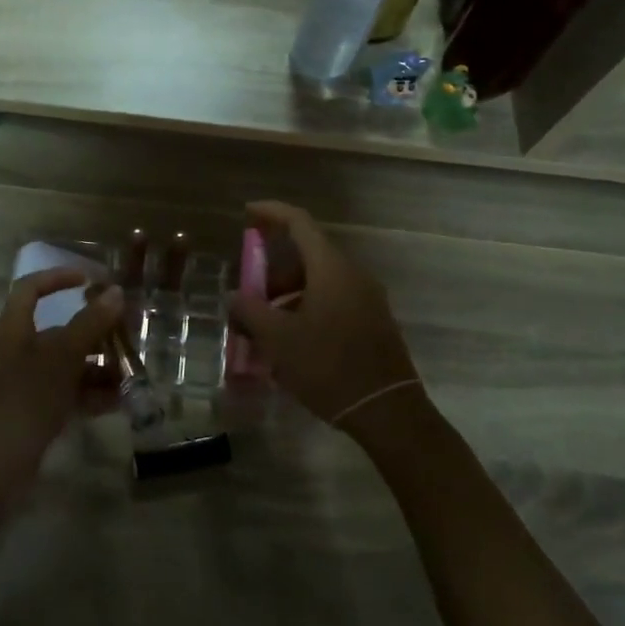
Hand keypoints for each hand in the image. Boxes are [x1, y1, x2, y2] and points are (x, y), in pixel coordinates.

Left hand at [0, 271, 122, 487]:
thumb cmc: (23, 399)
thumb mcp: (61, 357)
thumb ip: (89, 323)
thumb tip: (115, 291)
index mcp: (15, 328)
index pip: (31, 288)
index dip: (58, 277)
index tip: (90, 279)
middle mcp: (19, 351)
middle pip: (59, 329)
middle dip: (94, 331)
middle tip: (128, 332)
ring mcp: (26, 384)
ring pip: (68, 364)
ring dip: (99, 366)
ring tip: (132, 372)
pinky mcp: (35, 413)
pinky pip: (68, 393)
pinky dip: (91, 394)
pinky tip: (119, 401)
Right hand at [226, 201, 422, 429]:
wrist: (388, 413)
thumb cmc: (328, 367)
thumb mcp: (278, 340)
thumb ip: (250, 311)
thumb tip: (235, 296)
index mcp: (331, 268)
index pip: (299, 222)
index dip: (271, 212)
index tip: (247, 213)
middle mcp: (353, 274)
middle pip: (307, 255)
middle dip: (273, 271)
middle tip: (250, 296)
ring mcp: (368, 298)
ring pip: (320, 281)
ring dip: (289, 294)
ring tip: (266, 327)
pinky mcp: (374, 321)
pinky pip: (334, 300)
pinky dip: (308, 308)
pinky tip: (292, 342)